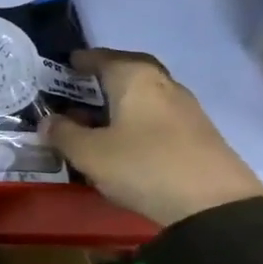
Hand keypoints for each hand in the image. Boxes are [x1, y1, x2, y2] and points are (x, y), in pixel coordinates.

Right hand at [43, 49, 262, 227]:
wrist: (215, 206)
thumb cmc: (143, 166)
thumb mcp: (90, 153)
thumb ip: (63, 134)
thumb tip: (48, 121)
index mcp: (135, 78)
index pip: (103, 58)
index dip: (82, 61)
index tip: (67, 64)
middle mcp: (163, 84)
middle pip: (130, 72)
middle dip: (105, 78)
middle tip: (83, 88)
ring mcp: (186, 109)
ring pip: (145, 96)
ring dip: (122, 103)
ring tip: (98, 120)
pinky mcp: (199, 135)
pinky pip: (158, 117)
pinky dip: (138, 121)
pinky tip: (126, 142)